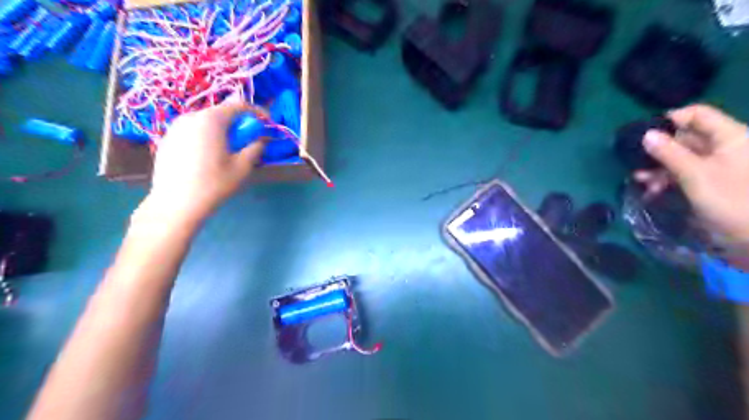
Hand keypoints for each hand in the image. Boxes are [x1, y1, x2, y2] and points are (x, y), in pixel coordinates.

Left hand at [145, 99, 263, 221]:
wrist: (176, 204)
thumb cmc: (214, 184)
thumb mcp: (243, 167)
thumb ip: (256, 147)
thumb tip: (262, 138)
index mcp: (211, 120)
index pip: (239, 105)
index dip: (257, 113)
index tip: (268, 123)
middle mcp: (191, 117)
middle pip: (221, 113)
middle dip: (239, 123)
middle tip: (249, 140)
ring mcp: (176, 127)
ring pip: (206, 122)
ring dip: (223, 130)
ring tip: (229, 150)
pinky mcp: (168, 139)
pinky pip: (193, 131)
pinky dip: (207, 137)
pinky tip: (209, 157)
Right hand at [634, 103, 748, 245]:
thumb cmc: (732, 200)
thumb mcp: (696, 175)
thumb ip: (670, 153)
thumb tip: (647, 134)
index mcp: (731, 136)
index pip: (698, 115)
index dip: (671, 120)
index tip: (644, 134)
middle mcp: (725, 146)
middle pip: (687, 137)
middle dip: (659, 149)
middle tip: (636, 162)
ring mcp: (719, 164)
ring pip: (683, 156)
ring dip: (659, 167)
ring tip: (640, 179)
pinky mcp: (712, 180)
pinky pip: (686, 171)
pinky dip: (668, 178)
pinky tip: (652, 188)